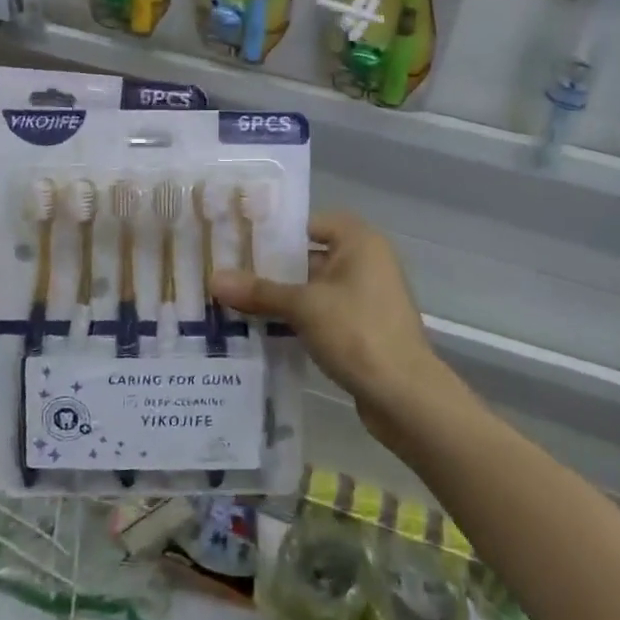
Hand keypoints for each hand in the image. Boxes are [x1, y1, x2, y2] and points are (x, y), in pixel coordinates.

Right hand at [212, 213, 448, 436]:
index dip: (275, 232)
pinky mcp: (363, 328)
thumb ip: (259, 291)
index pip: (309, 223)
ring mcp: (366, 297)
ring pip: (314, 288)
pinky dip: (298, 320)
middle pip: (310, 256)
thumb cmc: (357, 332)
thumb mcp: (303, 307)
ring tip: (236, 303)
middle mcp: (366, 262)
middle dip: (272, 268)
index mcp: (359, 241)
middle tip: (229, 274)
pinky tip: (263, 330)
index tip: (238, 242)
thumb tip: (213, 279)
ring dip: (282, 298)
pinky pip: (323, 314)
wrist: (405, 396)